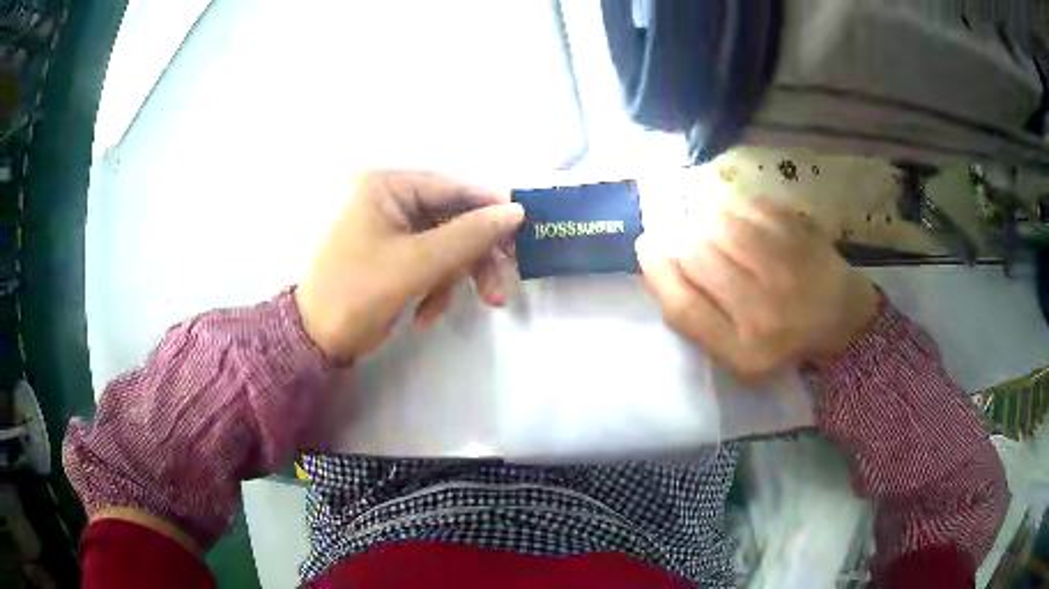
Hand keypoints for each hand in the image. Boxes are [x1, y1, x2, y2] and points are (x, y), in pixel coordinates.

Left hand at [295, 170, 523, 362]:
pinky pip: (432, 265)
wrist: (317, 340)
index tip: (523, 231)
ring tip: (444, 312)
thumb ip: (469, 236)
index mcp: (387, 187)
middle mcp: (391, 201)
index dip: (489, 209)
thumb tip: (515, 211)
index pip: (452, 188)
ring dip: (454, 280)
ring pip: (446, 247)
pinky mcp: (396, 257)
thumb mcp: (416, 263)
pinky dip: (435, 290)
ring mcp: (393, 231)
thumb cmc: (358, 292)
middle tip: (500, 292)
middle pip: (453, 221)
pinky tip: (424, 315)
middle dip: (474, 259)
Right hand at [636, 197, 877, 377]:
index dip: (657, 270)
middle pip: (695, 255)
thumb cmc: (782, 340)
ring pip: (718, 223)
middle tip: (688, 241)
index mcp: (743, 348)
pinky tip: (737, 218)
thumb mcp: (735, 354)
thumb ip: (696, 320)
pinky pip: (746, 204)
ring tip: (713, 230)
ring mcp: (785, 265)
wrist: (841, 319)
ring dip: (705, 221)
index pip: (683, 306)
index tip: (647, 246)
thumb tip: (659, 263)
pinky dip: (732, 206)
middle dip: (681, 241)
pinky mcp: (798, 232)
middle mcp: (763, 308)